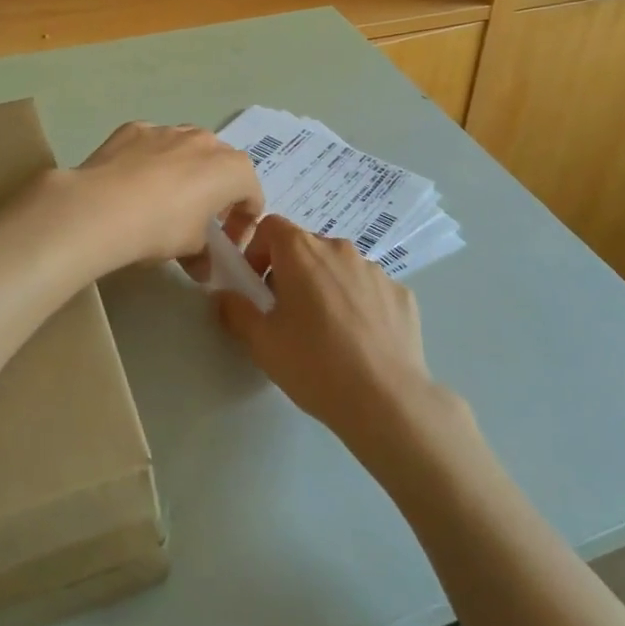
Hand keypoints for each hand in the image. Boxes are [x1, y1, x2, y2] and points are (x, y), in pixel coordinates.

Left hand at [66, 122, 263, 272]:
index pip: (251, 194)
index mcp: (231, 169)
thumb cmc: (161, 227)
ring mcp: (168, 130)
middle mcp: (205, 141)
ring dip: (185, 169)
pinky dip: (150, 160)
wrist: (101, 207)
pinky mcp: (135, 129)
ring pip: (186, 148)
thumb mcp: (190, 249)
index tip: (226, 243)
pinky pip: (152, 144)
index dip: (243, 221)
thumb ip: (204, 255)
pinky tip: (132, 184)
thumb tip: (203, 269)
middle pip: (221, 164)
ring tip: (164, 198)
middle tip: (199, 219)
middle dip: (216, 189)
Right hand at [215, 216, 445, 454]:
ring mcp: (375, 269)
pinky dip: (358, 303)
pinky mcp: (401, 293)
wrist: (386, 400)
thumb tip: (223, 295)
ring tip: (326, 331)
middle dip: (290, 271)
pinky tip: (359, 341)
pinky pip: (369, 289)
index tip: (256, 285)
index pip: (271, 226)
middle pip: (306, 246)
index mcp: (302, 251)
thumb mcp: (261, 343)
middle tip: (286, 314)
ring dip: (326, 286)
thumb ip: (235, 311)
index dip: (257, 250)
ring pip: (339, 267)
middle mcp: (339, 249)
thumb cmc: (314, 364)